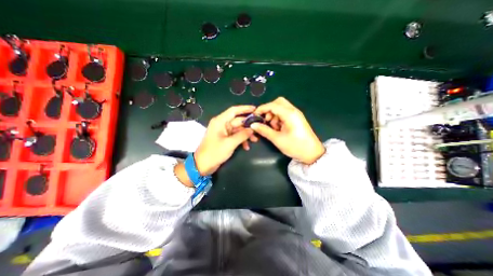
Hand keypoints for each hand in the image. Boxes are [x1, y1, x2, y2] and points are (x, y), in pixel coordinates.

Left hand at [193, 104, 255, 174]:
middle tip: (259, 129)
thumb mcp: (230, 143)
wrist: (203, 165)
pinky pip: (236, 136)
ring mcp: (224, 132)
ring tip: (255, 140)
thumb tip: (252, 129)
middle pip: (238, 121)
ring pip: (238, 129)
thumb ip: (242, 135)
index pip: (234, 111)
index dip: (245, 108)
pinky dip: (242, 140)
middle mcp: (222, 124)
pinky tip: (247, 147)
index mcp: (220, 121)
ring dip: (246, 134)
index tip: (255, 109)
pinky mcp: (225, 138)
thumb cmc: (214, 152)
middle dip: (248, 125)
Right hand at [251, 97, 325, 163]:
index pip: (272, 105)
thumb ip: (264, 130)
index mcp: (289, 114)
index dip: (261, 109)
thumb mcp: (277, 139)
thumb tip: (253, 125)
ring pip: (281, 107)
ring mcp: (296, 114)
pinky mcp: (297, 119)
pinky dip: (279, 118)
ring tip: (273, 127)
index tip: (254, 116)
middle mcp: (293, 111)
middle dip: (269, 110)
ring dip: (274, 114)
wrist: (312, 154)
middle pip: (278, 102)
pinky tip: (279, 128)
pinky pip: (285, 113)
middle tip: (266, 120)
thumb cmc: (295, 146)